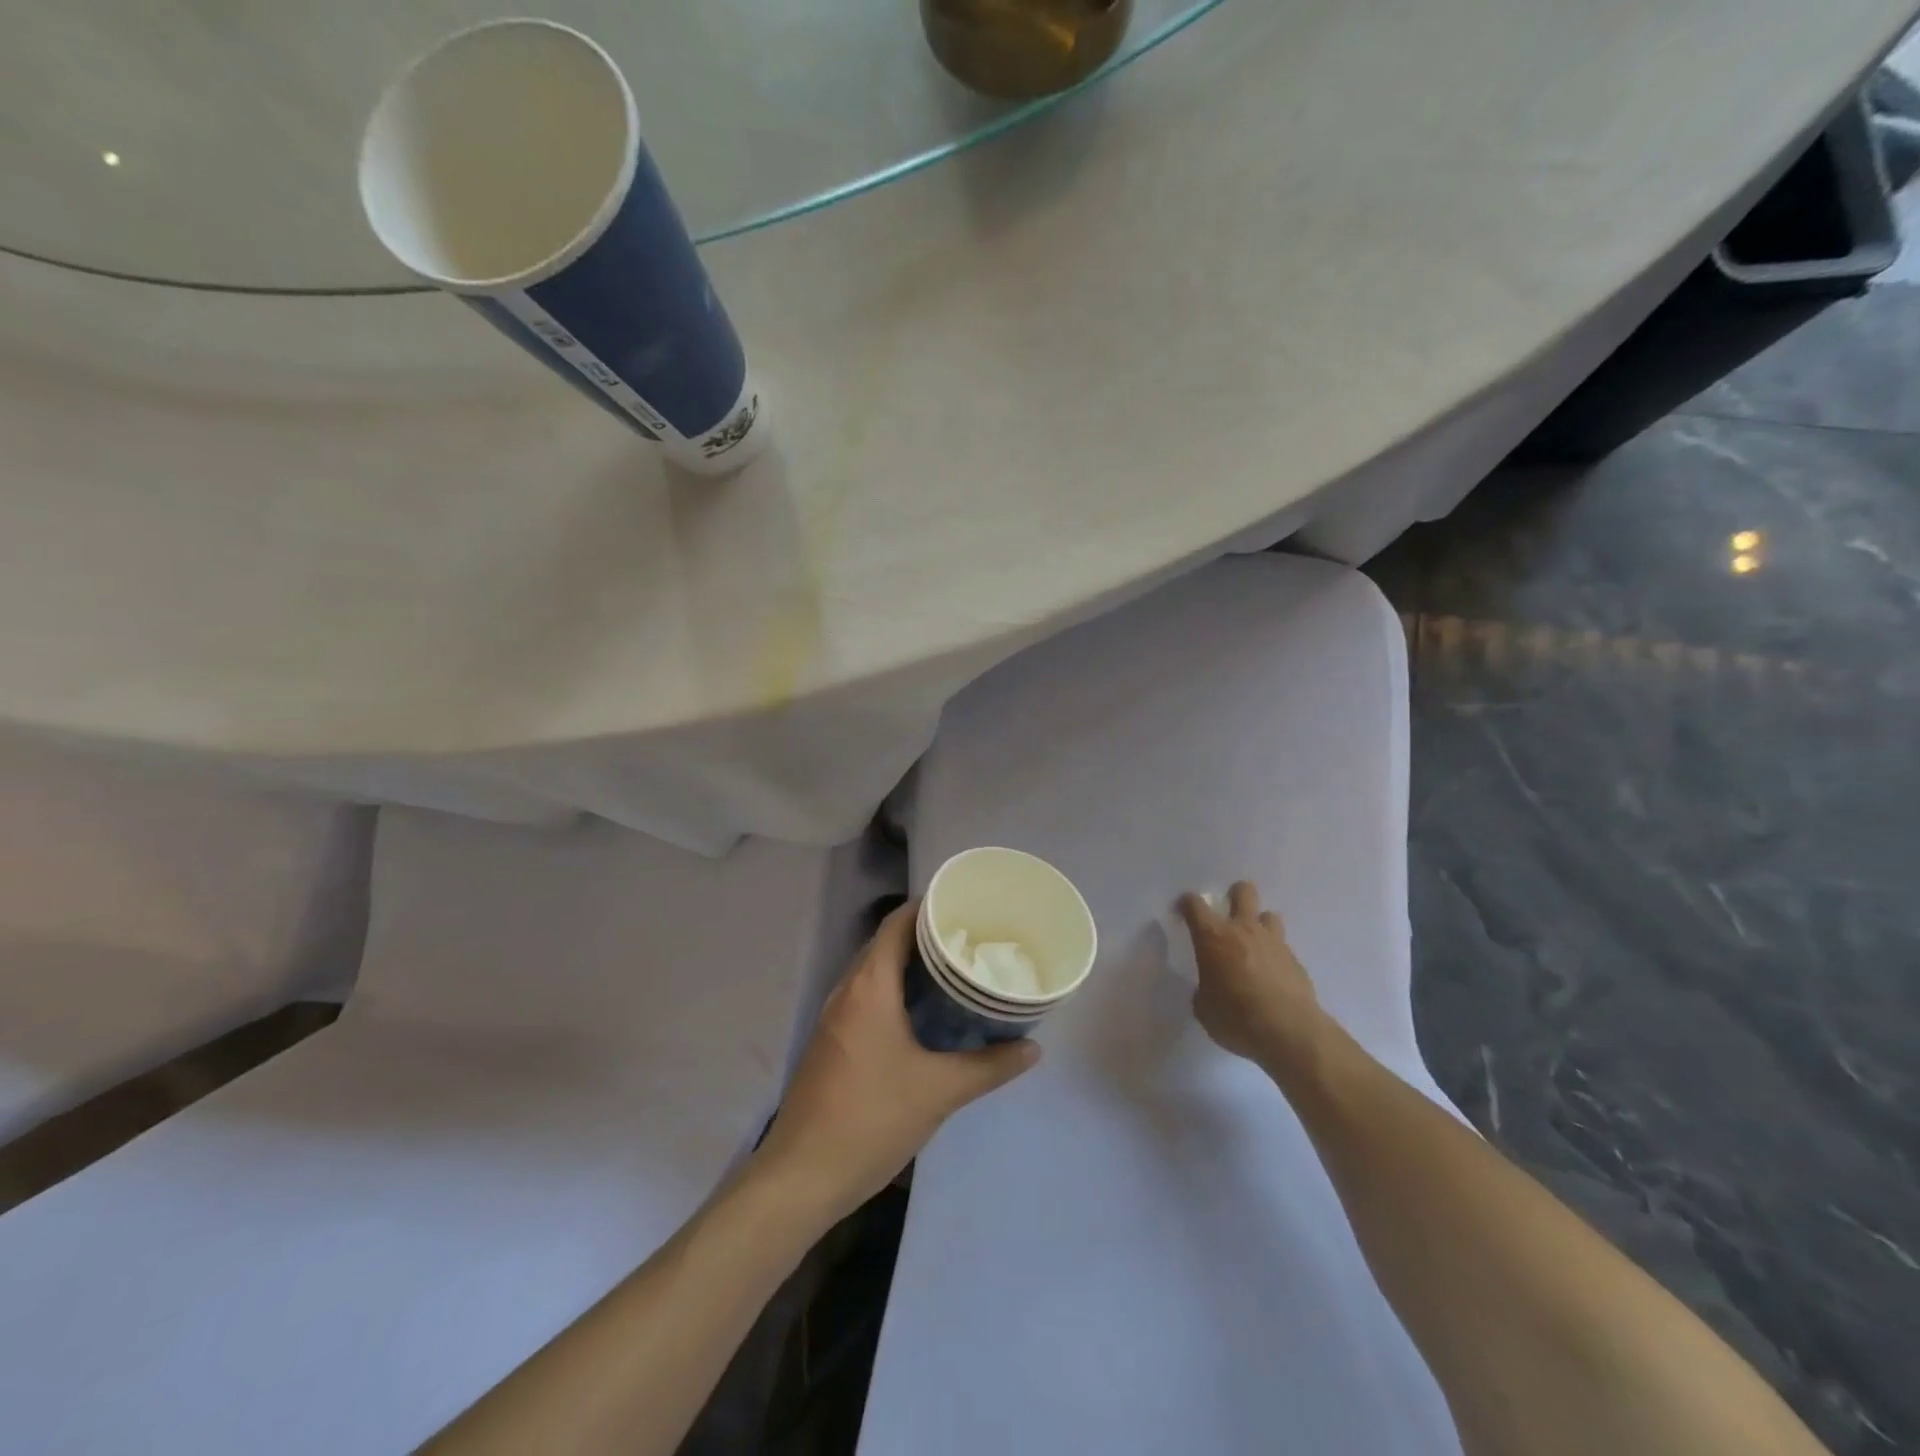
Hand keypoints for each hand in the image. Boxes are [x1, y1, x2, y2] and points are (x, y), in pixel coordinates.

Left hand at [755, 901, 1039, 1222]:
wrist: (803, 1175)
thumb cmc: (872, 1118)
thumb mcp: (939, 1091)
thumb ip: (989, 1067)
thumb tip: (1032, 1048)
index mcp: (869, 986)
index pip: (897, 924)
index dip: (929, 907)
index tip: (966, 906)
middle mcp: (848, 990)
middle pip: (886, 944)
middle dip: (927, 936)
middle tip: (972, 938)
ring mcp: (836, 1017)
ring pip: (876, 972)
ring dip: (910, 965)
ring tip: (956, 970)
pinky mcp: (833, 1041)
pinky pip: (868, 997)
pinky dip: (896, 991)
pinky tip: (925, 1013)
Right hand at [1179, 881, 1326, 1072]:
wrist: (1289, 1032)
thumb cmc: (1236, 1018)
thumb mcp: (1204, 1008)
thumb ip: (1204, 989)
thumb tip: (1211, 987)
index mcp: (1213, 937)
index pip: (1194, 905)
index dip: (1186, 903)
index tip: (1183, 910)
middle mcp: (1243, 930)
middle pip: (1243, 892)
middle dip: (1235, 895)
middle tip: (1229, 912)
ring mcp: (1273, 942)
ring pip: (1269, 914)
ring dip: (1260, 924)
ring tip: (1255, 944)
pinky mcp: (1295, 960)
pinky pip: (1282, 947)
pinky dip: (1275, 955)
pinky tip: (1272, 976)